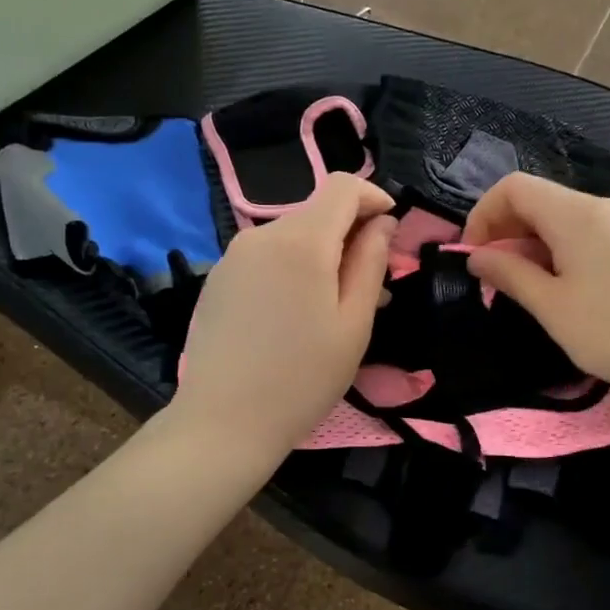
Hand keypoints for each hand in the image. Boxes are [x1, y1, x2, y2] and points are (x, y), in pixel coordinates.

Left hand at [173, 174, 395, 461]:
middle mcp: (261, 235)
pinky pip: (267, 257)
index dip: (373, 198)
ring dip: (322, 255)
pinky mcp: (218, 278)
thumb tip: (382, 222)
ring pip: (292, 236)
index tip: (391, 230)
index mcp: (300, 240)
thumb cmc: (303, 378)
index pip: (342, 186)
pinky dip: (293, 269)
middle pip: (317, 212)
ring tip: (337, 307)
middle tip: (373, 286)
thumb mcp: (354, 323)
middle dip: (351, 235)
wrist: (223, 423)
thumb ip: (371, 262)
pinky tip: (297, 315)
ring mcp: (233, 256)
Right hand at [463, 174, 609, 405]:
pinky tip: (563, 288)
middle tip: (494, 277)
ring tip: (526, 288)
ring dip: (533, 243)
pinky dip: (561, 250)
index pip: (514, 188)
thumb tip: (476, 256)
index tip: (473, 256)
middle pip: (538, 199)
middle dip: (506, 231)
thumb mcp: (551, 307)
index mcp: (575, 213)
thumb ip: (509, 273)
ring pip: (563, 218)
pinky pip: (587, 233)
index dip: (483, 215)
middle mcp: (601, 206)